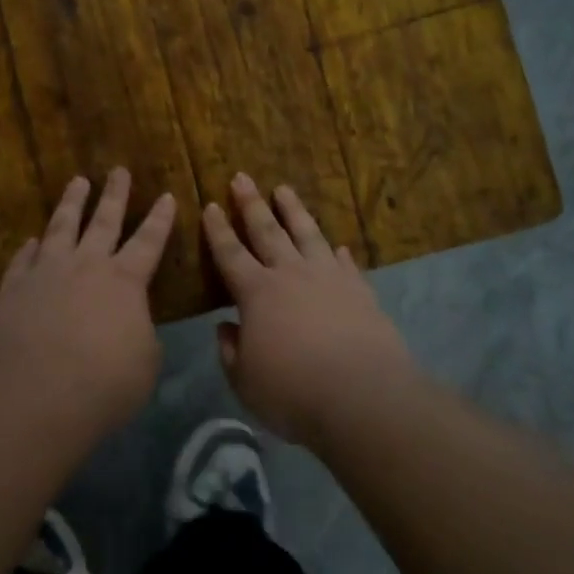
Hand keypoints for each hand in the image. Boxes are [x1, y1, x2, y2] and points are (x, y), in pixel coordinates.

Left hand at [0, 169, 176, 440]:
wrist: (38, 394)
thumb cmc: (105, 383)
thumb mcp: (145, 361)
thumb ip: (140, 332)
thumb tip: (131, 322)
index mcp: (124, 281)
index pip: (149, 241)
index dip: (160, 219)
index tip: (166, 195)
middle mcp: (86, 266)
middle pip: (104, 221)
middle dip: (115, 194)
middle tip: (119, 170)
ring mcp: (46, 273)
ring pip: (61, 227)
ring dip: (71, 203)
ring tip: (77, 181)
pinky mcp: (14, 288)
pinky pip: (23, 260)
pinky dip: (29, 248)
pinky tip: (31, 240)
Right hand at [204, 173, 414, 444]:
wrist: (362, 396)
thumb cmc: (293, 392)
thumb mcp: (246, 381)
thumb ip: (232, 352)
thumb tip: (225, 328)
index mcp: (257, 293)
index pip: (230, 254)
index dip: (218, 230)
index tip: (211, 205)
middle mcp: (290, 275)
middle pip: (267, 231)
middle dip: (251, 204)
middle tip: (242, 177)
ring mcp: (328, 278)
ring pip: (307, 234)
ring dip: (294, 210)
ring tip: (284, 189)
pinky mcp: (359, 290)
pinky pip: (345, 264)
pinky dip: (338, 252)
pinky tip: (337, 246)